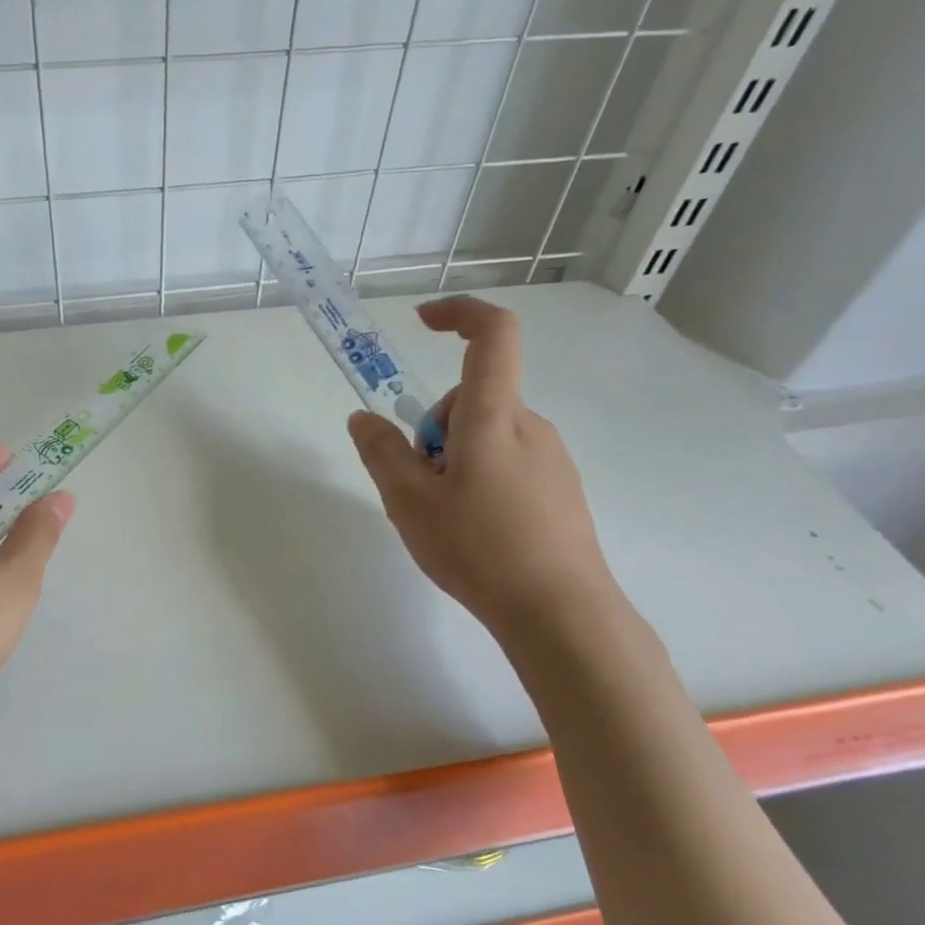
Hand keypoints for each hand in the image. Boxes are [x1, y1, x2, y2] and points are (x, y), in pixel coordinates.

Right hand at [349, 298, 612, 632]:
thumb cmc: (479, 548)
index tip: (423, 323)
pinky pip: (509, 462)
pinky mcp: (560, 488)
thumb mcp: (409, 502)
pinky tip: (477, 531)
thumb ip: (382, 453)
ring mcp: (551, 457)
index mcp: (492, 416)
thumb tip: (363, 418)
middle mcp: (529, 425)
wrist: (560, 611)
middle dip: (434, 428)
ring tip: (445, 518)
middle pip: (472, 397)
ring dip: (455, 458)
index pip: (492, 334)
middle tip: (418, 485)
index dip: (459, 313)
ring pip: (487, 434)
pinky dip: (481, 478)